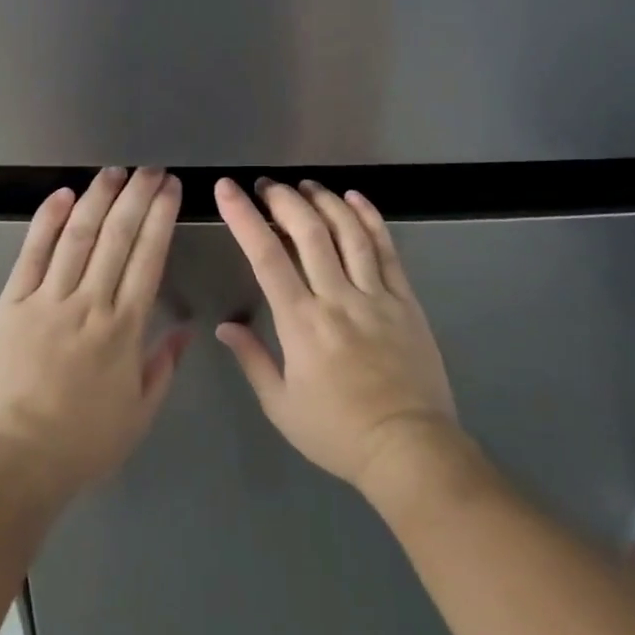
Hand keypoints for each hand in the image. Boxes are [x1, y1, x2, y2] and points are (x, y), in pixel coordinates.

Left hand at [0, 167, 188, 503]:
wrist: (12, 463)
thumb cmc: (82, 444)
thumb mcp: (139, 414)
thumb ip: (164, 366)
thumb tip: (188, 329)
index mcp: (124, 329)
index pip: (148, 258)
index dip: (161, 218)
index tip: (171, 189)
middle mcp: (89, 304)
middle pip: (117, 237)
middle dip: (137, 197)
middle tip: (150, 169)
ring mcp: (47, 300)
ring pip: (78, 237)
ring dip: (98, 199)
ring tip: (114, 171)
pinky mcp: (11, 304)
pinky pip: (32, 255)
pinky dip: (47, 222)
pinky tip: (62, 195)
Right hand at [213, 178, 457, 493]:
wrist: (410, 450)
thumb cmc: (338, 433)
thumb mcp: (281, 406)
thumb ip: (252, 360)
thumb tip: (224, 327)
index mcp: (301, 323)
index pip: (265, 257)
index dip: (244, 217)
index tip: (227, 189)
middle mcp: (337, 298)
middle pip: (308, 232)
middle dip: (283, 199)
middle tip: (267, 185)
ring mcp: (376, 296)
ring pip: (348, 232)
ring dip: (324, 201)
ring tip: (306, 185)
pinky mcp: (406, 301)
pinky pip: (387, 250)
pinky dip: (370, 219)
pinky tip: (355, 199)